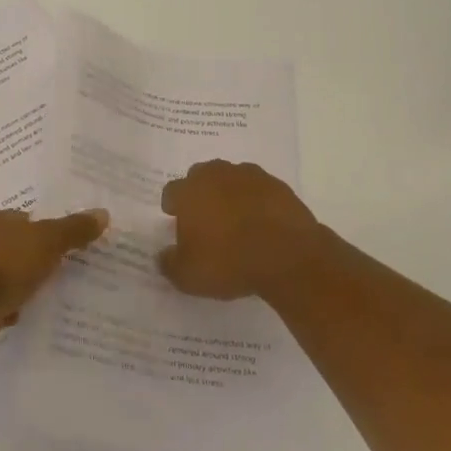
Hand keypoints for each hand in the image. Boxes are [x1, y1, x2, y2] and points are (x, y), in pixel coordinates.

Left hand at [0, 208, 108, 358]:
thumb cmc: (3, 265)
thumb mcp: (46, 242)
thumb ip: (73, 229)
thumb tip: (103, 213)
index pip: (29, 219)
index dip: (52, 230)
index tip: (77, 244)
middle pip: (21, 247)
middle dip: (42, 259)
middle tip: (76, 270)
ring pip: (12, 276)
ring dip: (30, 285)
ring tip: (62, 294)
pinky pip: (4, 303)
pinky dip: (17, 308)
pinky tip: (35, 316)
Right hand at [158, 160, 332, 300]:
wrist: (288, 256)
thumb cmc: (229, 262)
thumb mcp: (188, 276)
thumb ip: (170, 264)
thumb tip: (162, 256)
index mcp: (190, 191)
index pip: (172, 191)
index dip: (173, 205)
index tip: (176, 219)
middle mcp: (217, 175)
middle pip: (201, 176)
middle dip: (200, 193)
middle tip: (205, 218)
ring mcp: (250, 176)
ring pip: (231, 178)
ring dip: (229, 193)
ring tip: (236, 219)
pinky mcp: (278, 185)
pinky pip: (259, 189)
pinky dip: (257, 201)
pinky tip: (262, 222)